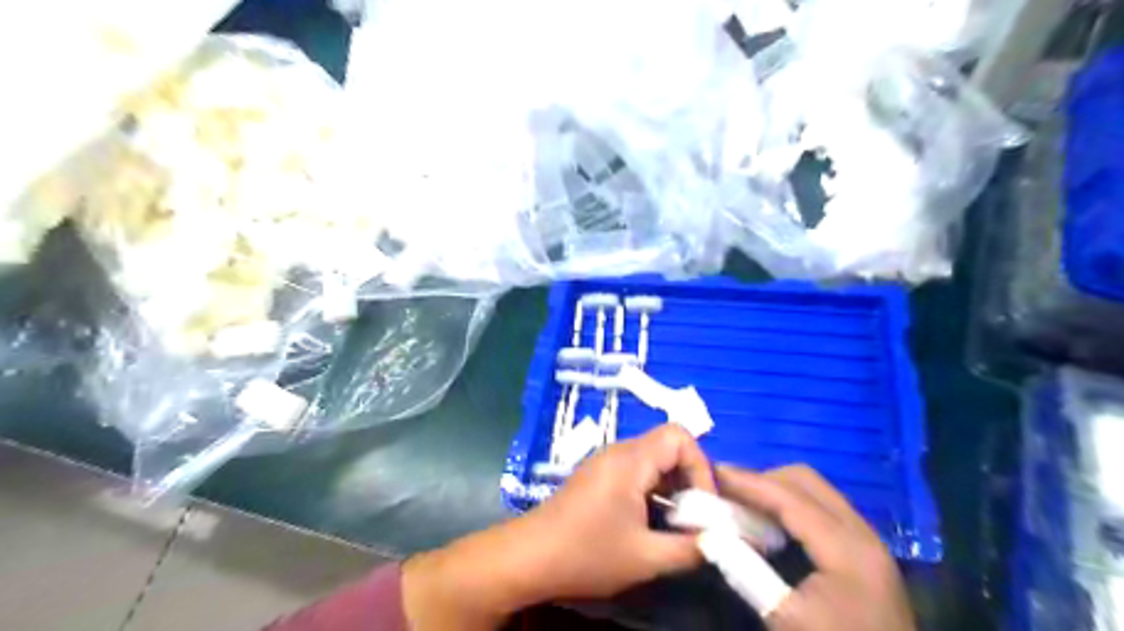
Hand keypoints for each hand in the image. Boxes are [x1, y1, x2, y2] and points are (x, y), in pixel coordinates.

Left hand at [403, 427, 713, 626]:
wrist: (529, 557)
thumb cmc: (587, 553)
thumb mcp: (646, 558)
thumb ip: (690, 549)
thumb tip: (720, 542)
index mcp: (632, 460)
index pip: (680, 436)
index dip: (701, 467)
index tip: (704, 506)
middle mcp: (619, 451)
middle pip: (668, 446)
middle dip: (689, 480)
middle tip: (695, 518)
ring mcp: (605, 462)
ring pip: (652, 460)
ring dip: (671, 489)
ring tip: (675, 526)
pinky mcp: (597, 476)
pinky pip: (636, 472)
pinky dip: (652, 492)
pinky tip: (649, 524)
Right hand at [715, 463, 916, 630]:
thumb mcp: (785, 619)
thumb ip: (745, 570)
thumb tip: (709, 535)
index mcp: (846, 548)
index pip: (788, 496)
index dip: (747, 481)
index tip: (712, 472)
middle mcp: (861, 532)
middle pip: (805, 481)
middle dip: (761, 479)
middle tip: (726, 490)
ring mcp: (867, 540)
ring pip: (816, 490)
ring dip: (776, 489)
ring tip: (742, 502)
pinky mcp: (865, 551)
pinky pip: (823, 507)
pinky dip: (792, 504)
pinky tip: (771, 522)